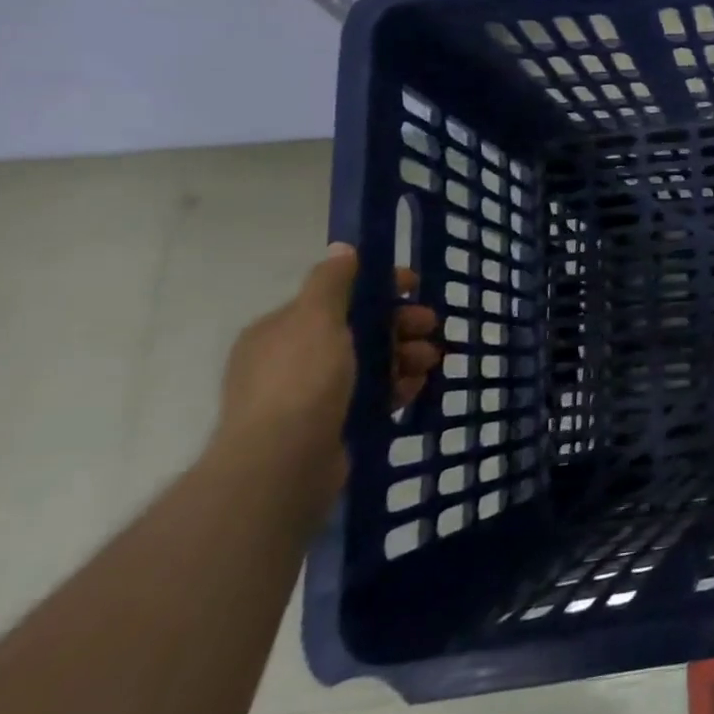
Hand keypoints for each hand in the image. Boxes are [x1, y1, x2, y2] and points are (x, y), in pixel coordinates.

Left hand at [212, 245, 439, 516]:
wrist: (282, 465)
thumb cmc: (301, 381)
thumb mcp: (316, 319)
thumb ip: (331, 282)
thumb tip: (341, 248)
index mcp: (283, 330)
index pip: (337, 296)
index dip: (379, 287)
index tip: (415, 287)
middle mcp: (294, 359)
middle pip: (360, 329)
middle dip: (400, 325)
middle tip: (431, 328)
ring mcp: (312, 395)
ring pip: (371, 363)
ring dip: (405, 356)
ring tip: (429, 363)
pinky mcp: (332, 425)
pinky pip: (373, 395)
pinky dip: (396, 388)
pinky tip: (414, 388)